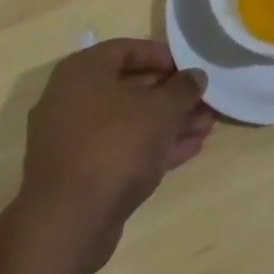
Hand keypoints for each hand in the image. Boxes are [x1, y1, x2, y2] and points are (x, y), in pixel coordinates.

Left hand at [15, 38, 214, 273]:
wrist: (67, 224)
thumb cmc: (115, 146)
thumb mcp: (161, 110)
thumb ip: (183, 88)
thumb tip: (195, 76)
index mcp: (82, 72)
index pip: (127, 49)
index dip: (163, 55)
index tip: (190, 68)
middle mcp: (70, 100)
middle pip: (130, 88)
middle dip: (171, 95)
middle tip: (203, 100)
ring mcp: (71, 140)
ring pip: (128, 122)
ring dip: (167, 123)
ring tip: (205, 126)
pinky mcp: (78, 174)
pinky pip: (120, 149)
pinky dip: (152, 147)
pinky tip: (189, 149)